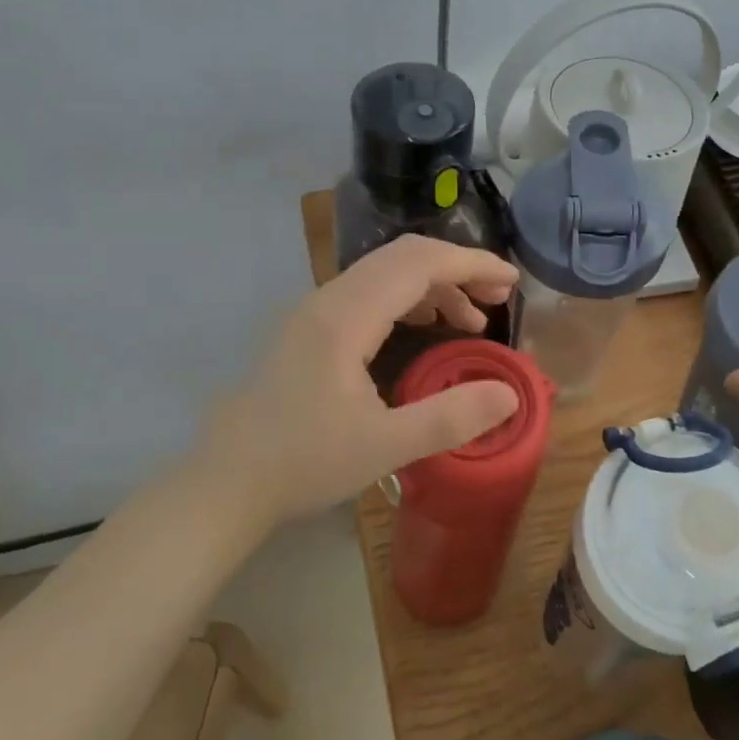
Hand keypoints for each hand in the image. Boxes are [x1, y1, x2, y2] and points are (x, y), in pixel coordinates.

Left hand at [197, 235, 521, 525]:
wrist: (226, 483)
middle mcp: (329, 299)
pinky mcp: (310, 328)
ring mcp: (315, 311)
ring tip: (471, 321)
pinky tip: (425, 328)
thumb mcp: (384, 446)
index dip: (472, 265)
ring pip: (385, 273)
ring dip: (433, 285)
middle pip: (404, 256)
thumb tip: (509, 394)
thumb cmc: (303, 463)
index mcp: (346, 316)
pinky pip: (369, 293)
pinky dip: (408, 299)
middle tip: (499, 299)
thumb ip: (451, 417)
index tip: (512, 282)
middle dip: (458, 269)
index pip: (419, 264)